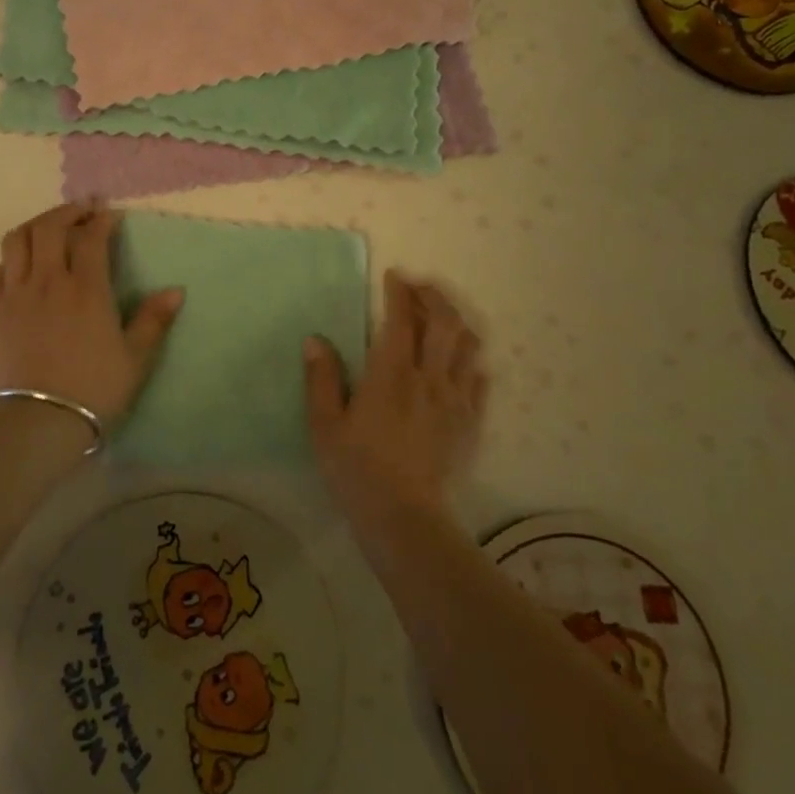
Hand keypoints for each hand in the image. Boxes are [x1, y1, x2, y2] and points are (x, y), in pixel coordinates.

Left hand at [0, 202, 183, 427]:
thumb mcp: (135, 358)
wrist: (38, 422)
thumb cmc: (94, 389)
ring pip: (17, 240)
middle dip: (68, 212)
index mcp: (87, 289)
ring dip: (36, 226)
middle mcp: (49, 281)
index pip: (92, 237)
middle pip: (50, 227)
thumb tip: (177, 290)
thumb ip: (154, 320)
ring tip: (50, 230)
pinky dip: (11, 259)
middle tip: (83, 213)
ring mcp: (16, 294)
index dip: (102, 220)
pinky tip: (22, 267)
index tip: (110, 215)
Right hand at [304, 272, 485, 515]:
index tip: (394, 276)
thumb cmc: (356, 468)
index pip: (401, 318)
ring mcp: (454, 400)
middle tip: (420, 288)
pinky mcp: (469, 422)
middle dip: (434, 297)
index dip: (400, 292)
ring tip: (440, 319)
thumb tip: (316, 339)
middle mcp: (428, 377)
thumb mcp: (324, 424)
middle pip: (445, 322)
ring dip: (456, 323)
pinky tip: (457, 364)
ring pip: (467, 346)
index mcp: (391, 373)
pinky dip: (469, 362)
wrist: (404, 517)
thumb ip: (321, 378)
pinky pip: (478, 380)